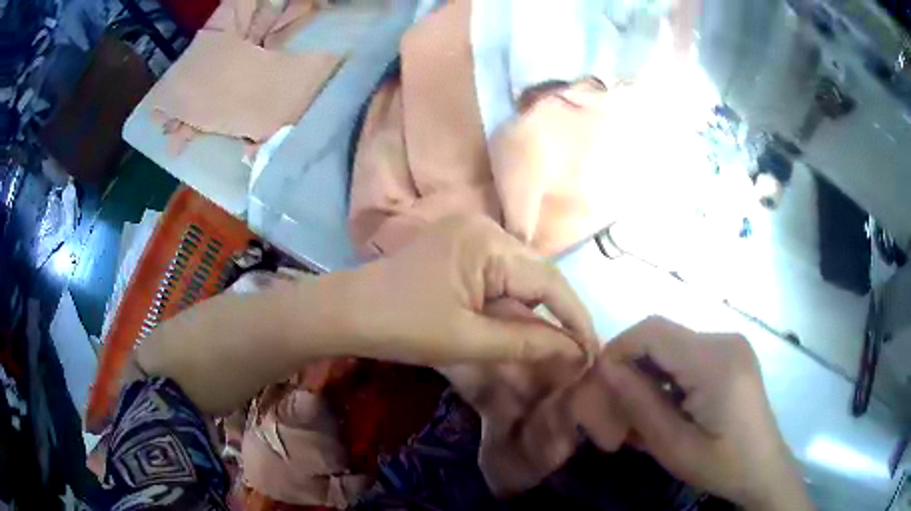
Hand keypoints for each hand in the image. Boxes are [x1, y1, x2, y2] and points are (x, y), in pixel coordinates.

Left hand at [326, 215, 596, 364]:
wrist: (348, 312)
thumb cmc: (403, 326)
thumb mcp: (468, 339)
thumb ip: (527, 343)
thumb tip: (575, 353)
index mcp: (489, 244)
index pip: (549, 282)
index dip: (575, 318)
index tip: (593, 352)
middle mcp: (486, 229)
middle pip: (538, 277)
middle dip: (558, 316)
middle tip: (577, 353)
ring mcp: (472, 236)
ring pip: (520, 278)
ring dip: (536, 312)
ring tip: (557, 345)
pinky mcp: (461, 250)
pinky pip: (500, 277)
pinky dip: (512, 305)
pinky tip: (521, 327)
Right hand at [598, 317, 812, 510]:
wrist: (763, 468)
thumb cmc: (721, 464)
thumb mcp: (674, 446)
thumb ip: (640, 403)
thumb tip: (606, 368)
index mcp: (715, 362)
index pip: (653, 331)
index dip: (619, 349)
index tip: (600, 383)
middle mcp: (725, 340)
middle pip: (663, 335)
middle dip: (633, 366)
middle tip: (619, 407)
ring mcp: (731, 345)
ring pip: (673, 345)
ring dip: (651, 373)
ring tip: (643, 412)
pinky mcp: (732, 354)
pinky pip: (689, 354)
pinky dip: (669, 375)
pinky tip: (669, 406)